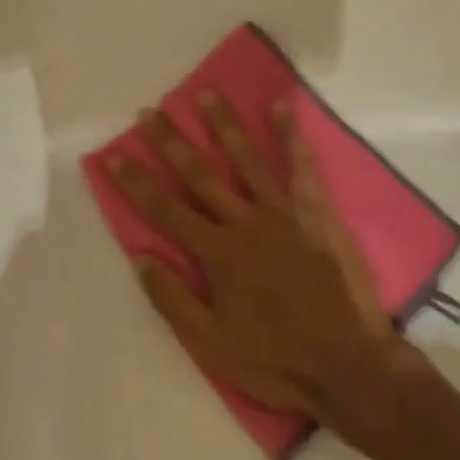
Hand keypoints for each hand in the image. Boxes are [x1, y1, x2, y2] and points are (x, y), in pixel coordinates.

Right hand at [106, 94, 418, 427]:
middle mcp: (244, 222)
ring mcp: (282, 212)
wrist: (346, 365)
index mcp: (216, 253)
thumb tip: (140, 256)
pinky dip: (291, 135)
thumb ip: (173, 299)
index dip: (135, 181)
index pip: (165, 209)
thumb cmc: (274, 360)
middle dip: (171, 142)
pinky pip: (301, 167)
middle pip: (200, 174)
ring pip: (246, 158)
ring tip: (206, 94)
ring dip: (224, 125)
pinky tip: (281, 106)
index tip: (113, 154)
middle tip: (149, 113)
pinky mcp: (314, 212)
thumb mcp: (211, 345)